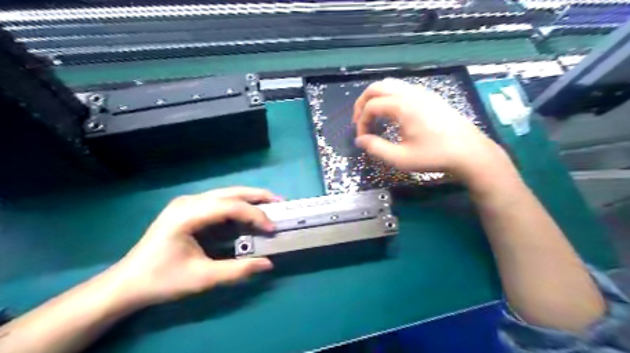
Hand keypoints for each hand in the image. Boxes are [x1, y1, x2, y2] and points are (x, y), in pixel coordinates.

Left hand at [109, 187, 277, 305]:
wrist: (128, 283)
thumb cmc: (162, 280)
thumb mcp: (202, 279)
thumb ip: (237, 270)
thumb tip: (268, 264)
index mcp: (187, 215)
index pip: (230, 207)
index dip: (255, 215)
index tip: (272, 228)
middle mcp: (189, 202)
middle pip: (230, 192)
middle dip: (257, 196)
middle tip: (280, 202)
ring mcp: (187, 203)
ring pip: (226, 194)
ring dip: (249, 198)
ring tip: (270, 204)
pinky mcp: (189, 209)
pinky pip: (219, 202)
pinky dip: (238, 206)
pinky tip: (248, 213)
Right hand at [353, 77, 508, 181]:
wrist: (469, 152)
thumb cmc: (434, 156)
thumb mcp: (401, 158)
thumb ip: (376, 148)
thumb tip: (360, 140)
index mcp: (402, 106)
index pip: (371, 107)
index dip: (361, 122)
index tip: (363, 139)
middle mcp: (410, 93)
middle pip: (377, 87)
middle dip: (362, 103)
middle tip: (359, 121)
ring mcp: (422, 92)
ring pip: (390, 85)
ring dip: (376, 98)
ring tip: (373, 117)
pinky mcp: (429, 97)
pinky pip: (402, 89)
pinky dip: (389, 97)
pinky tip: (392, 114)